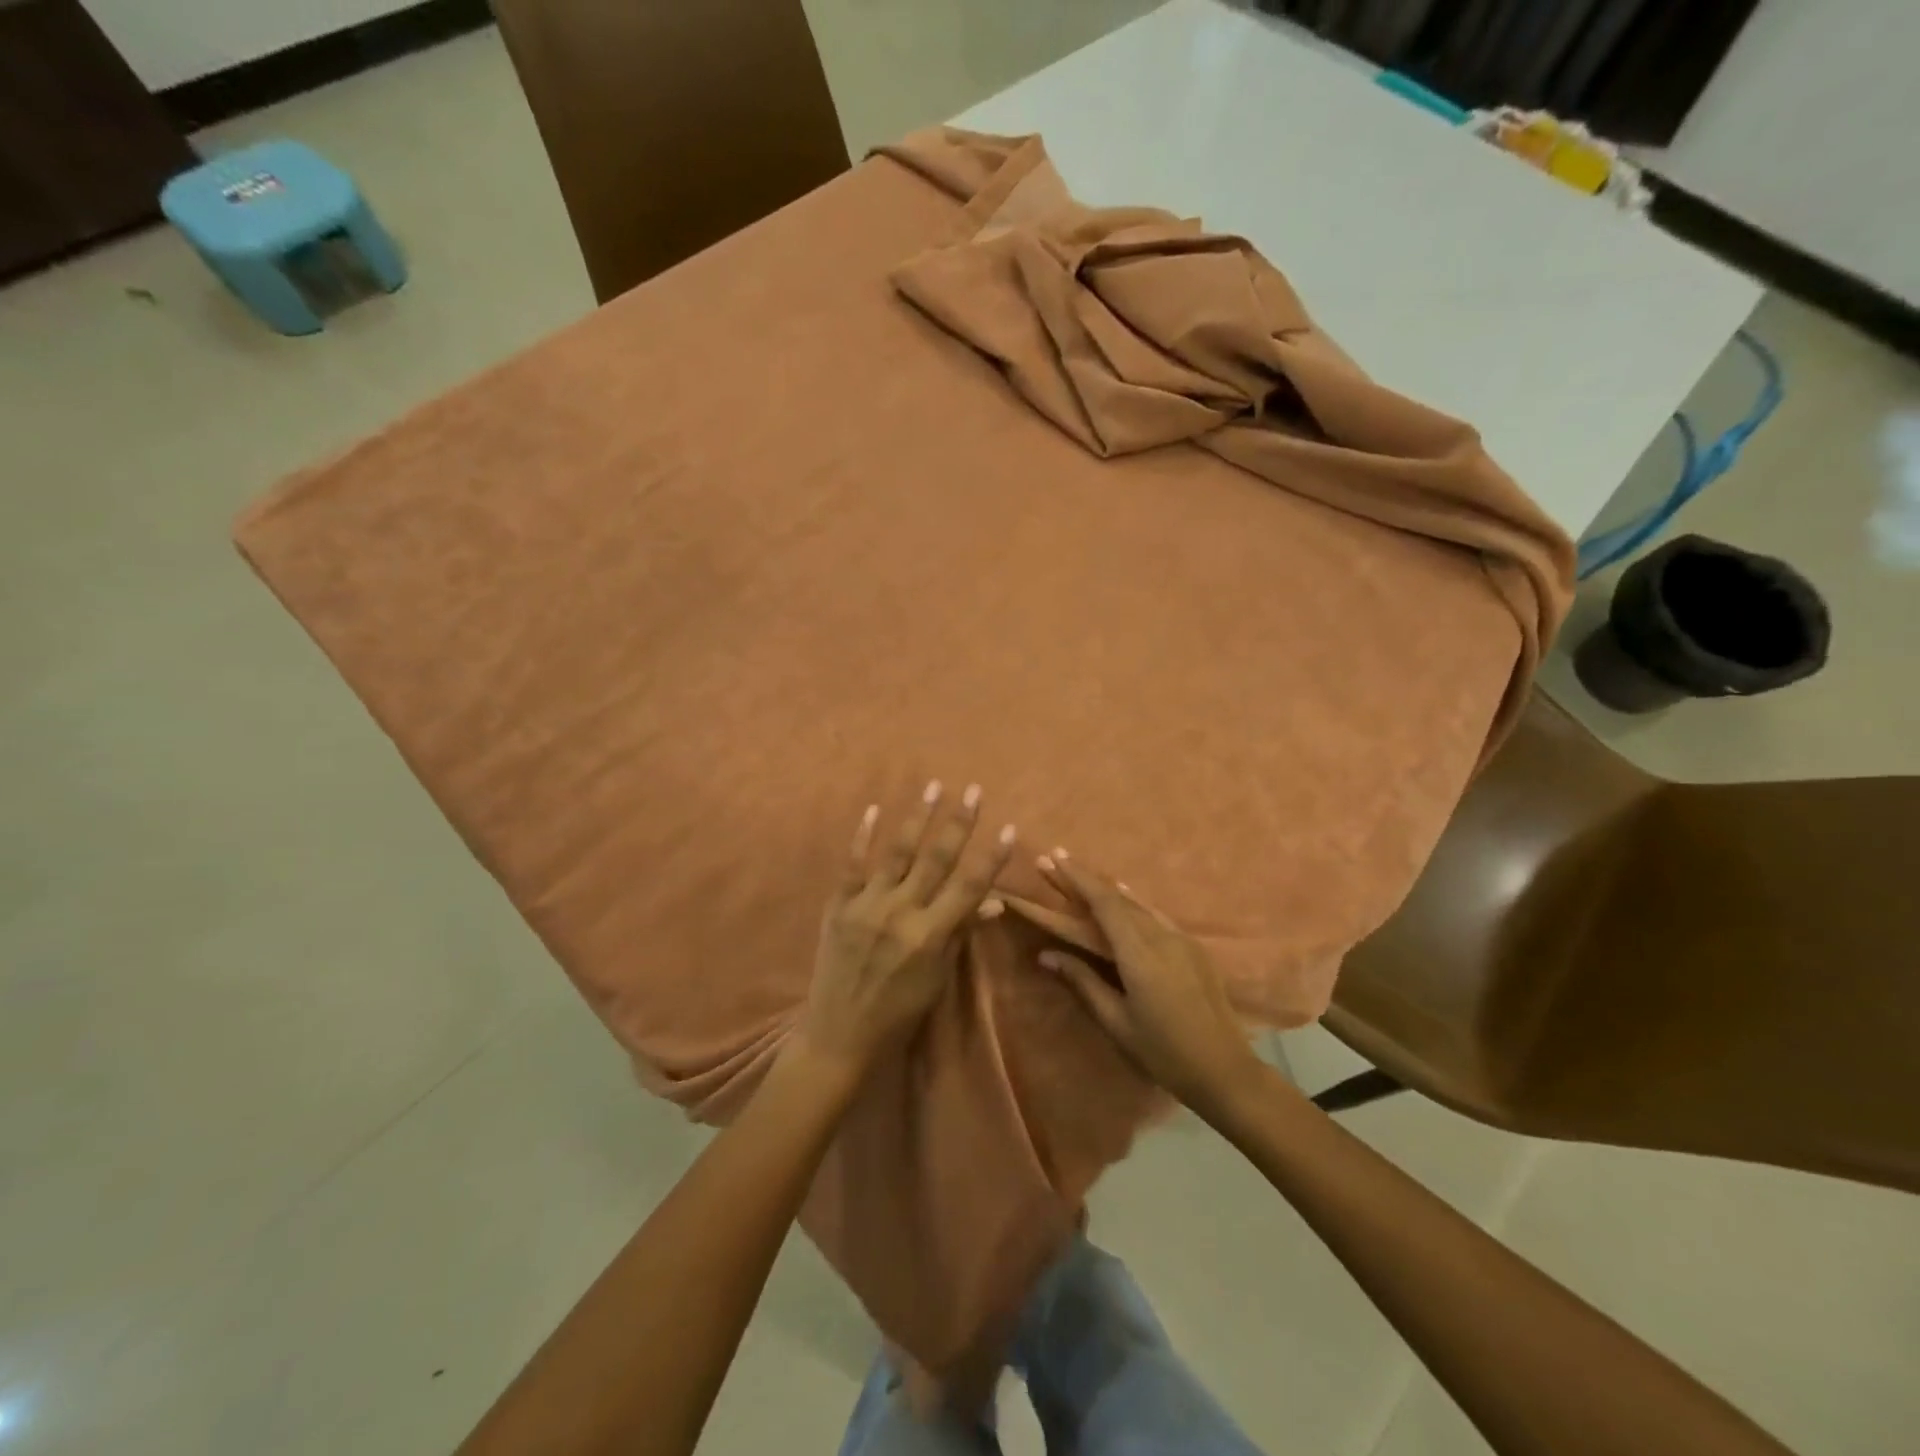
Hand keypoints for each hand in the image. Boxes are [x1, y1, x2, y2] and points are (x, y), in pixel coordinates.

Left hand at [798, 782, 1014, 1077]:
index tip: (1009, 827)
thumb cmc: (899, 1011)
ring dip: (918, 818)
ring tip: (933, 787)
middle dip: (958, 823)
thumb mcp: (938, 978)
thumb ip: (961, 934)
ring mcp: (867, 905)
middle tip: (974, 790)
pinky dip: (862, 836)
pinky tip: (873, 810)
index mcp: (930, 935)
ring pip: (897, 852)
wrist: (839, 1032)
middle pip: (936, 859)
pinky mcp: (839, 905)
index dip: (991, 857)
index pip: (969, 887)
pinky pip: (852, 865)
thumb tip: (993, 904)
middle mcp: (900, 912)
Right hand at [1036, 850, 1262, 1114]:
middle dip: (1086, 878)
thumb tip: (1046, 954)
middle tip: (1055, 862)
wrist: (1226, 1071)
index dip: (1078, 877)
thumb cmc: (1164, 1052)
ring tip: (1084, 878)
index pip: (1104, 902)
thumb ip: (1083, 982)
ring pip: (1139, 904)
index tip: (1053, 857)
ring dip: (1109, 888)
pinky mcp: (1194, 949)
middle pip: (1119, 897)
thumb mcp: (1117, 1022)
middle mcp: (1162, 936)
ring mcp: (1182, 940)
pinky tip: (1126, 902)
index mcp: (1140, 953)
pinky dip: (1133, 903)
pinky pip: (1156, 915)